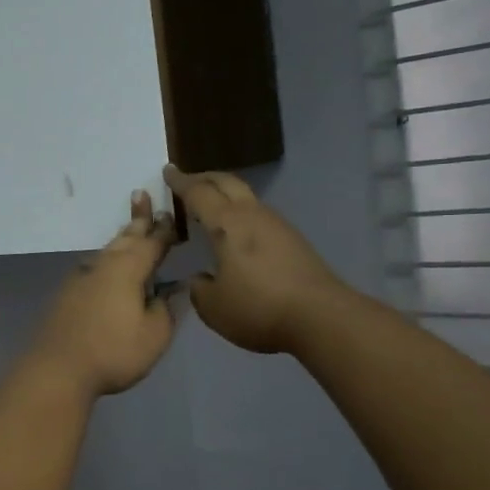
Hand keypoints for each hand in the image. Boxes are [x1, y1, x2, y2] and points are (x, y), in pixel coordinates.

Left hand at [25, 192, 177, 397]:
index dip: (164, 230)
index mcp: (128, 269)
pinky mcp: (66, 294)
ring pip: (107, 251)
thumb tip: (171, 289)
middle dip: (137, 219)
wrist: (57, 368)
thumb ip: (166, 308)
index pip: (152, 243)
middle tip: (141, 195)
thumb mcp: (154, 335)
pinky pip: (94, 267)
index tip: (171, 213)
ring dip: (121, 239)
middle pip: (125, 238)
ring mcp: (81, 278)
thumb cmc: (113, 351)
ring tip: (130, 229)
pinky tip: (106, 267)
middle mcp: (103, 265)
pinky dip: (107, 261)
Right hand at [165, 166, 347, 354]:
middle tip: (187, 181)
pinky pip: (259, 215)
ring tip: (210, 206)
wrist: (321, 318)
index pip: (198, 193)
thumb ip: (199, 288)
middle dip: (205, 178)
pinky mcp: (293, 241)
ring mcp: (277, 225)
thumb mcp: (213, 307)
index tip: (168, 171)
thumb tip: (201, 279)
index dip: (180, 182)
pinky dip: (240, 214)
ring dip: (225, 195)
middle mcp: (252, 215)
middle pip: (227, 182)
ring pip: (246, 197)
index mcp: (227, 224)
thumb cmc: (258, 308)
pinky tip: (236, 233)